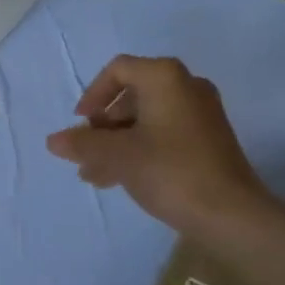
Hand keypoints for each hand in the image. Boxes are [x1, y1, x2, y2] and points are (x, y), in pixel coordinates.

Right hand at [45, 55, 279, 239]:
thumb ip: (83, 144)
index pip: (118, 70)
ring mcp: (201, 114)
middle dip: (103, 126)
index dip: (93, 94)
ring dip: (117, 143)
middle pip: (132, 96)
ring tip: (94, 175)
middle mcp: (186, 86)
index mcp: (165, 77)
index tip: (81, 124)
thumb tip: (53, 140)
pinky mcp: (209, 140)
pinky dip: (139, 149)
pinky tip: (118, 179)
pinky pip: (164, 134)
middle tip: (86, 153)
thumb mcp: (118, 156)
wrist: (231, 215)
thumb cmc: (170, 171)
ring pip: (146, 119)